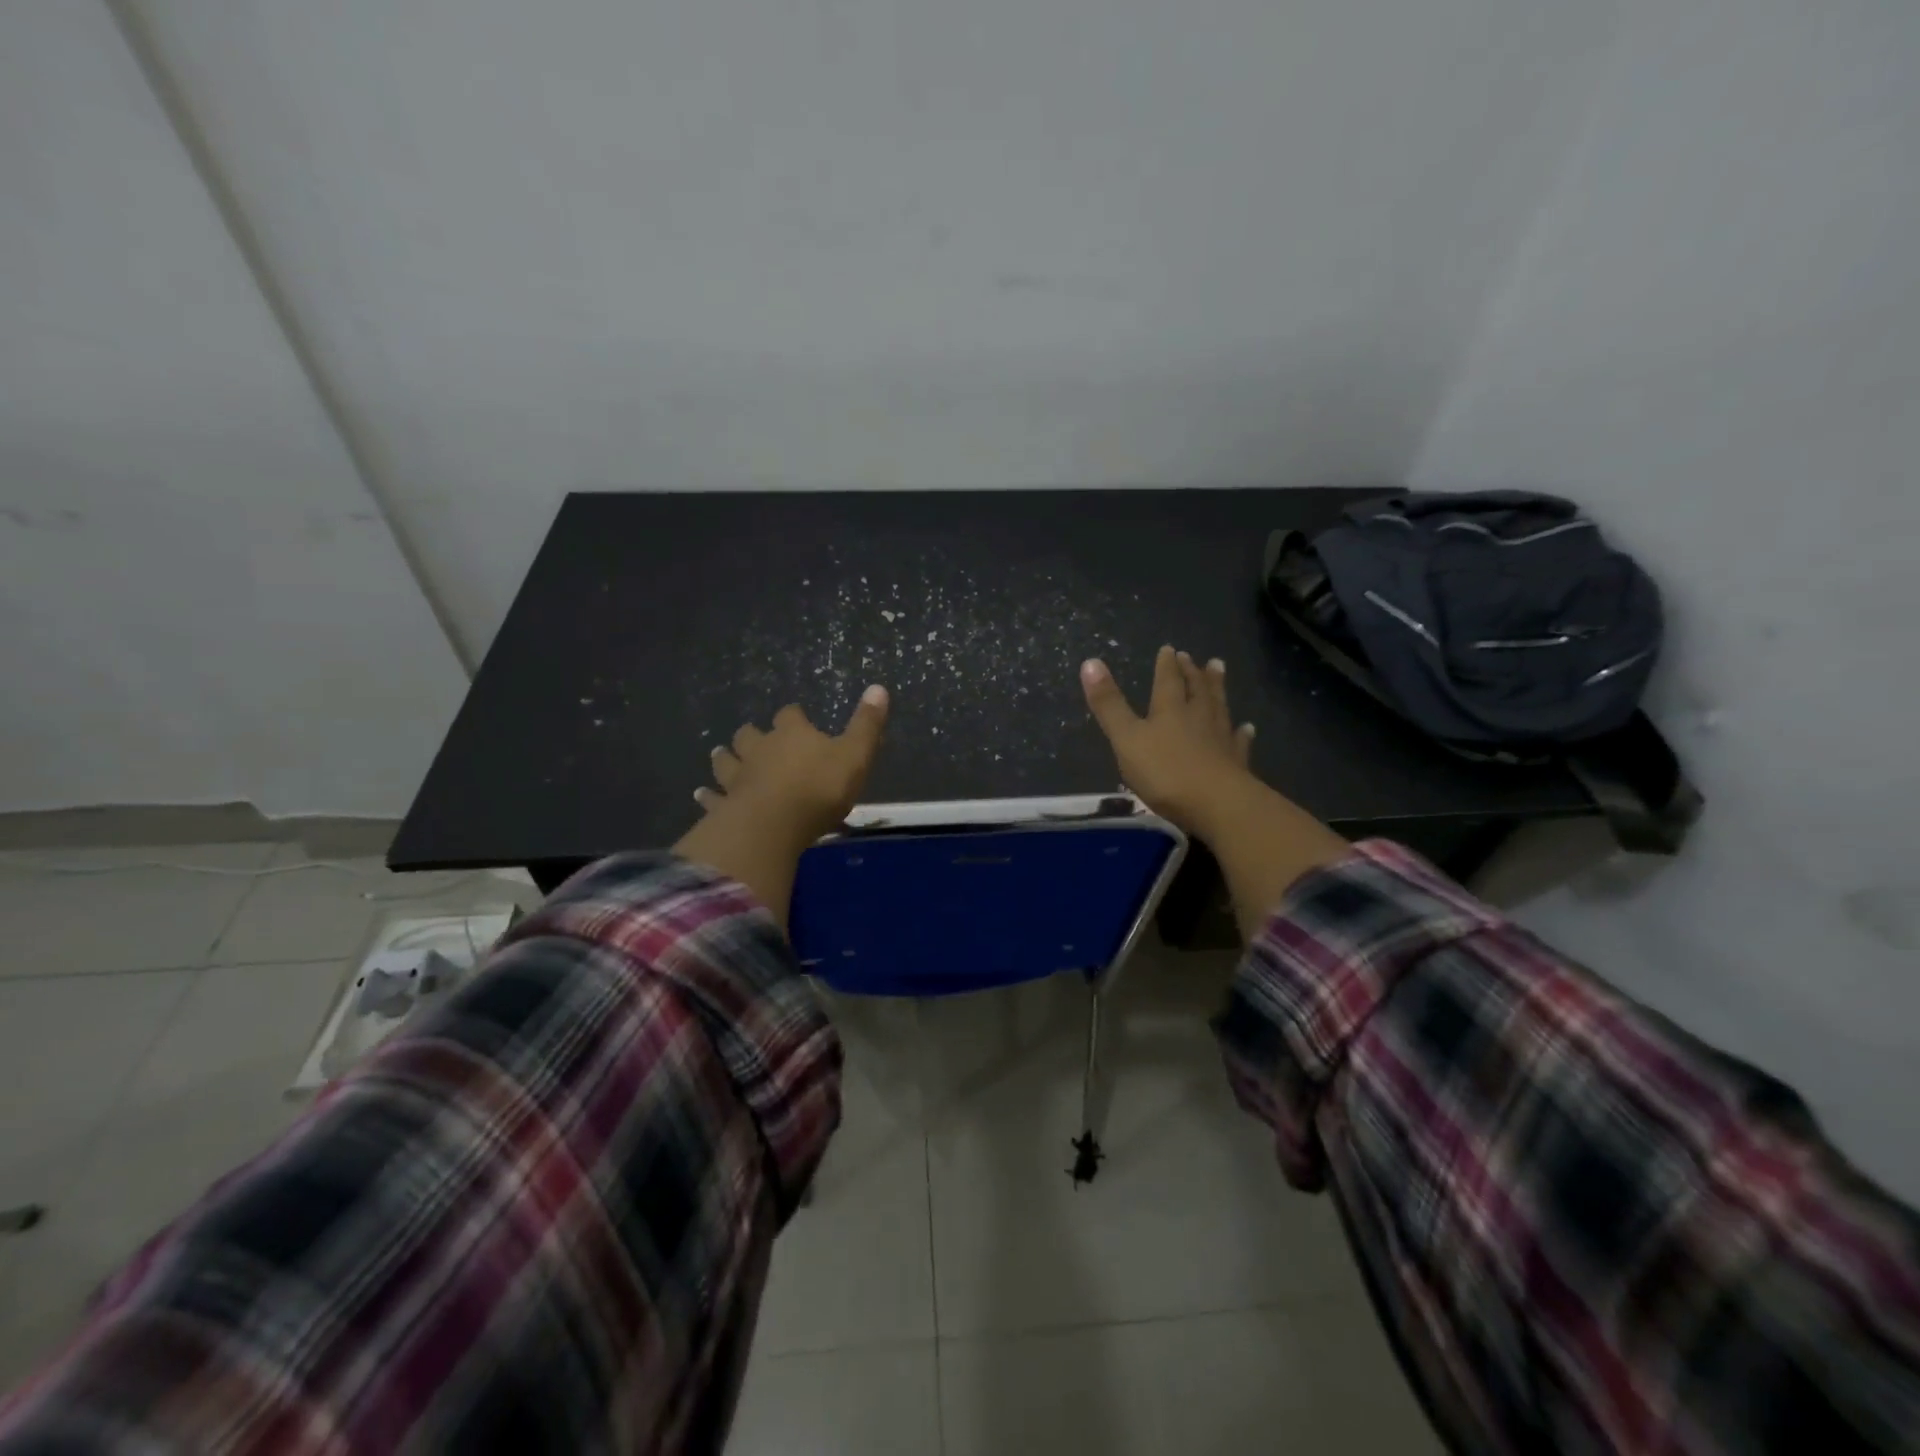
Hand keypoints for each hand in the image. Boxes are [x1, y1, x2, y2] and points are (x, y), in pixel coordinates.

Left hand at [695, 686, 890, 844]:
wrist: (774, 825)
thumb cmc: (820, 788)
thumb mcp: (855, 755)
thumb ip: (867, 724)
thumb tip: (879, 687)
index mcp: (792, 734)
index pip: (790, 715)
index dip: (794, 716)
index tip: (798, 717)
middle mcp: (760, 749)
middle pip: (750, 735)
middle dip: (752, 735)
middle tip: (753, 738)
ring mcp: (738, 777)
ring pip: (726, 760)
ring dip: (725, 757)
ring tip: (721, 754)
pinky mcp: (724, 805)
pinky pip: (712, 797)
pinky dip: (707, 795)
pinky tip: (700, 795)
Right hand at [1081, 646, 1347, 938]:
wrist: (1218, 805)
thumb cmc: (1166, 772)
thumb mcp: (1127, 739)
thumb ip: (1109, 705)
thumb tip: (1090, 661)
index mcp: (1170, 710)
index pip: (1168, 680)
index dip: (1166, 665)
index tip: (1170, 648)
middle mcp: (1198, 718)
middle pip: (1197, 689)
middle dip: (1193, 672)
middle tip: (1195, 657)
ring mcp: (1221, 740)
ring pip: (1219, 708)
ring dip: (1217, 689)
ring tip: (1219, 671)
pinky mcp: (1237, 764)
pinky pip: (1239, 742)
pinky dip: (1242, 733)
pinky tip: (1247, 728)